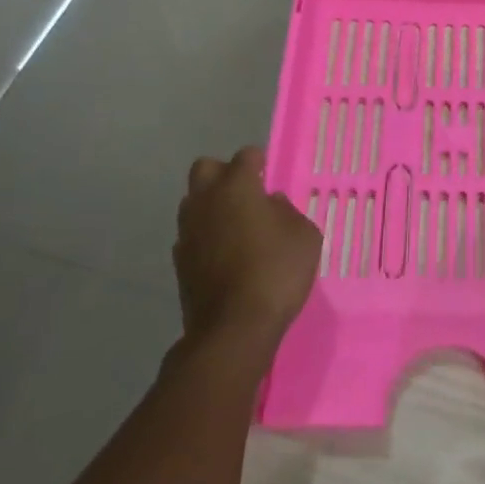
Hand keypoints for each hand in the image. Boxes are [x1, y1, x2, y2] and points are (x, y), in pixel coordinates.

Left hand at [175, 147, 320, 356]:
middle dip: (224, 173)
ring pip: (193, 201)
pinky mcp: (179, 262)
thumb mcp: (304, 235)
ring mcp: (188, 231)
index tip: (269, 173)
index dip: (259, 161)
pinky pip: (191, 234)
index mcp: (237, 186)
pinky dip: (205, 235)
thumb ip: (287, 211)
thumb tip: (271, 204)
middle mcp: (206, 201)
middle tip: (247, 192)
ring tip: (236, 225)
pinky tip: (225, 253)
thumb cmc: (277, 271)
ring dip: (211, 205)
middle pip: (205, 168)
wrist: (234, 328)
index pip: (245, 155)